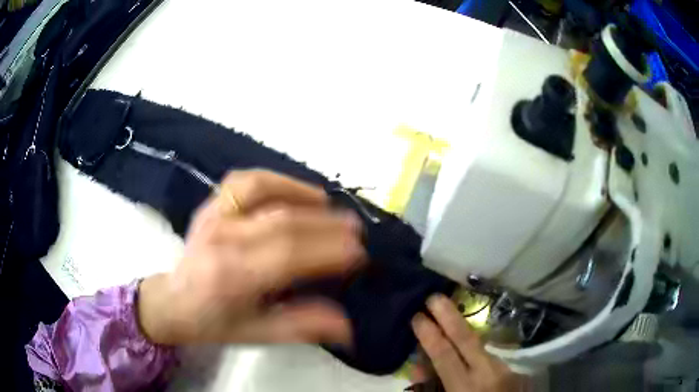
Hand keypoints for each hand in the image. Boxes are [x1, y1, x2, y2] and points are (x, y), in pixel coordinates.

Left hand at [138, 170, 365, 345]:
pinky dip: (275, 179)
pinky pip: (245, 180)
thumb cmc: (214, 323)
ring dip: (302, 194)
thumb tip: (348, 325)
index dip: (328, 250)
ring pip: (263, 191)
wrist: (172, 301)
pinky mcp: (211, 204)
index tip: (359, 254)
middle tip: (356, 230)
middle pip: (282, 220)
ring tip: (330, 207)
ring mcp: (213, 215)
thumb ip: (301, 327)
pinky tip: (295, 190)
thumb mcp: (257, 334)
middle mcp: (221, 239)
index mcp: (231, 277)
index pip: (288, 253)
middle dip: (326, 225)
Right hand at [411, 295, 529, 391]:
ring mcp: (505, 368)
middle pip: (467, 337)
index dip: (429, 334)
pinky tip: (471, 357)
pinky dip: (476, 354)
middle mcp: (487, 372)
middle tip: (434, 296)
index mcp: (465, 386)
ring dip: (464, 334)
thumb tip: (418, 367)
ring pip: (480, 346)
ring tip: (449, 323)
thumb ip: (430, 387)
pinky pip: (490, 357)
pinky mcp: (515, 369)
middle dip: (449, 315)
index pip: (444, 354)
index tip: (417, 316)